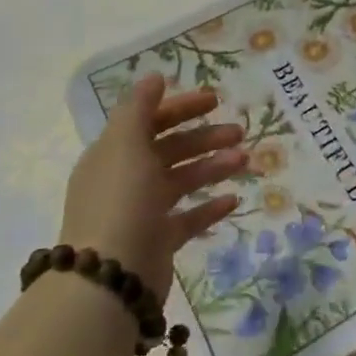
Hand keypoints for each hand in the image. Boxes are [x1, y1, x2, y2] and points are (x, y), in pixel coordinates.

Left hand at [62, 75, 246, 297]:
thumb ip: (139, 108)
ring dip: (213, 166)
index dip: (181, 107)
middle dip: (204, 137)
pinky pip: (189, 218)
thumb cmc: (120, 201)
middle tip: (239, 132)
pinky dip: (210, 206)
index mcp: (114, 153)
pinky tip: (234, 199)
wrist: (110, 278)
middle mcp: (126, 179)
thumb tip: (154, 77)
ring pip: (183, 180)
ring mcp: (143, 212)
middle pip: (170, 149)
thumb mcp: (125, 145)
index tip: (215, 100)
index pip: (150, 120)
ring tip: (244, 161)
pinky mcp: (159, 241)